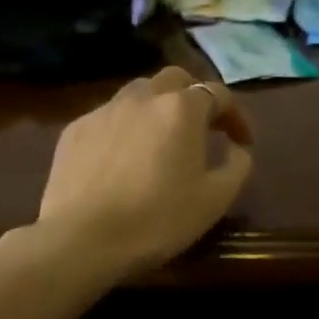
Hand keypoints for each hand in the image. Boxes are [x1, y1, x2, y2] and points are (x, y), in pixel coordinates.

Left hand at [35, 66, 254, 277]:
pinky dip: (126, 127)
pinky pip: (110, 116)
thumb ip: (238, 165)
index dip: (236, 116)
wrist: (82, 239)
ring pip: (139, 93)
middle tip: (202, 127)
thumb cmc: (158, 219)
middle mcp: (143, 97)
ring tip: (162, 138)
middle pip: (176, 79)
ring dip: (158, 107)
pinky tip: (125, 157)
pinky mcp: (75, 129)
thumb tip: (237, 148)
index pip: (218, 94)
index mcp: (182, 109)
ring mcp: (104, 110)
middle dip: (194, 97)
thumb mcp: (215, 199)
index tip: (243, 141)